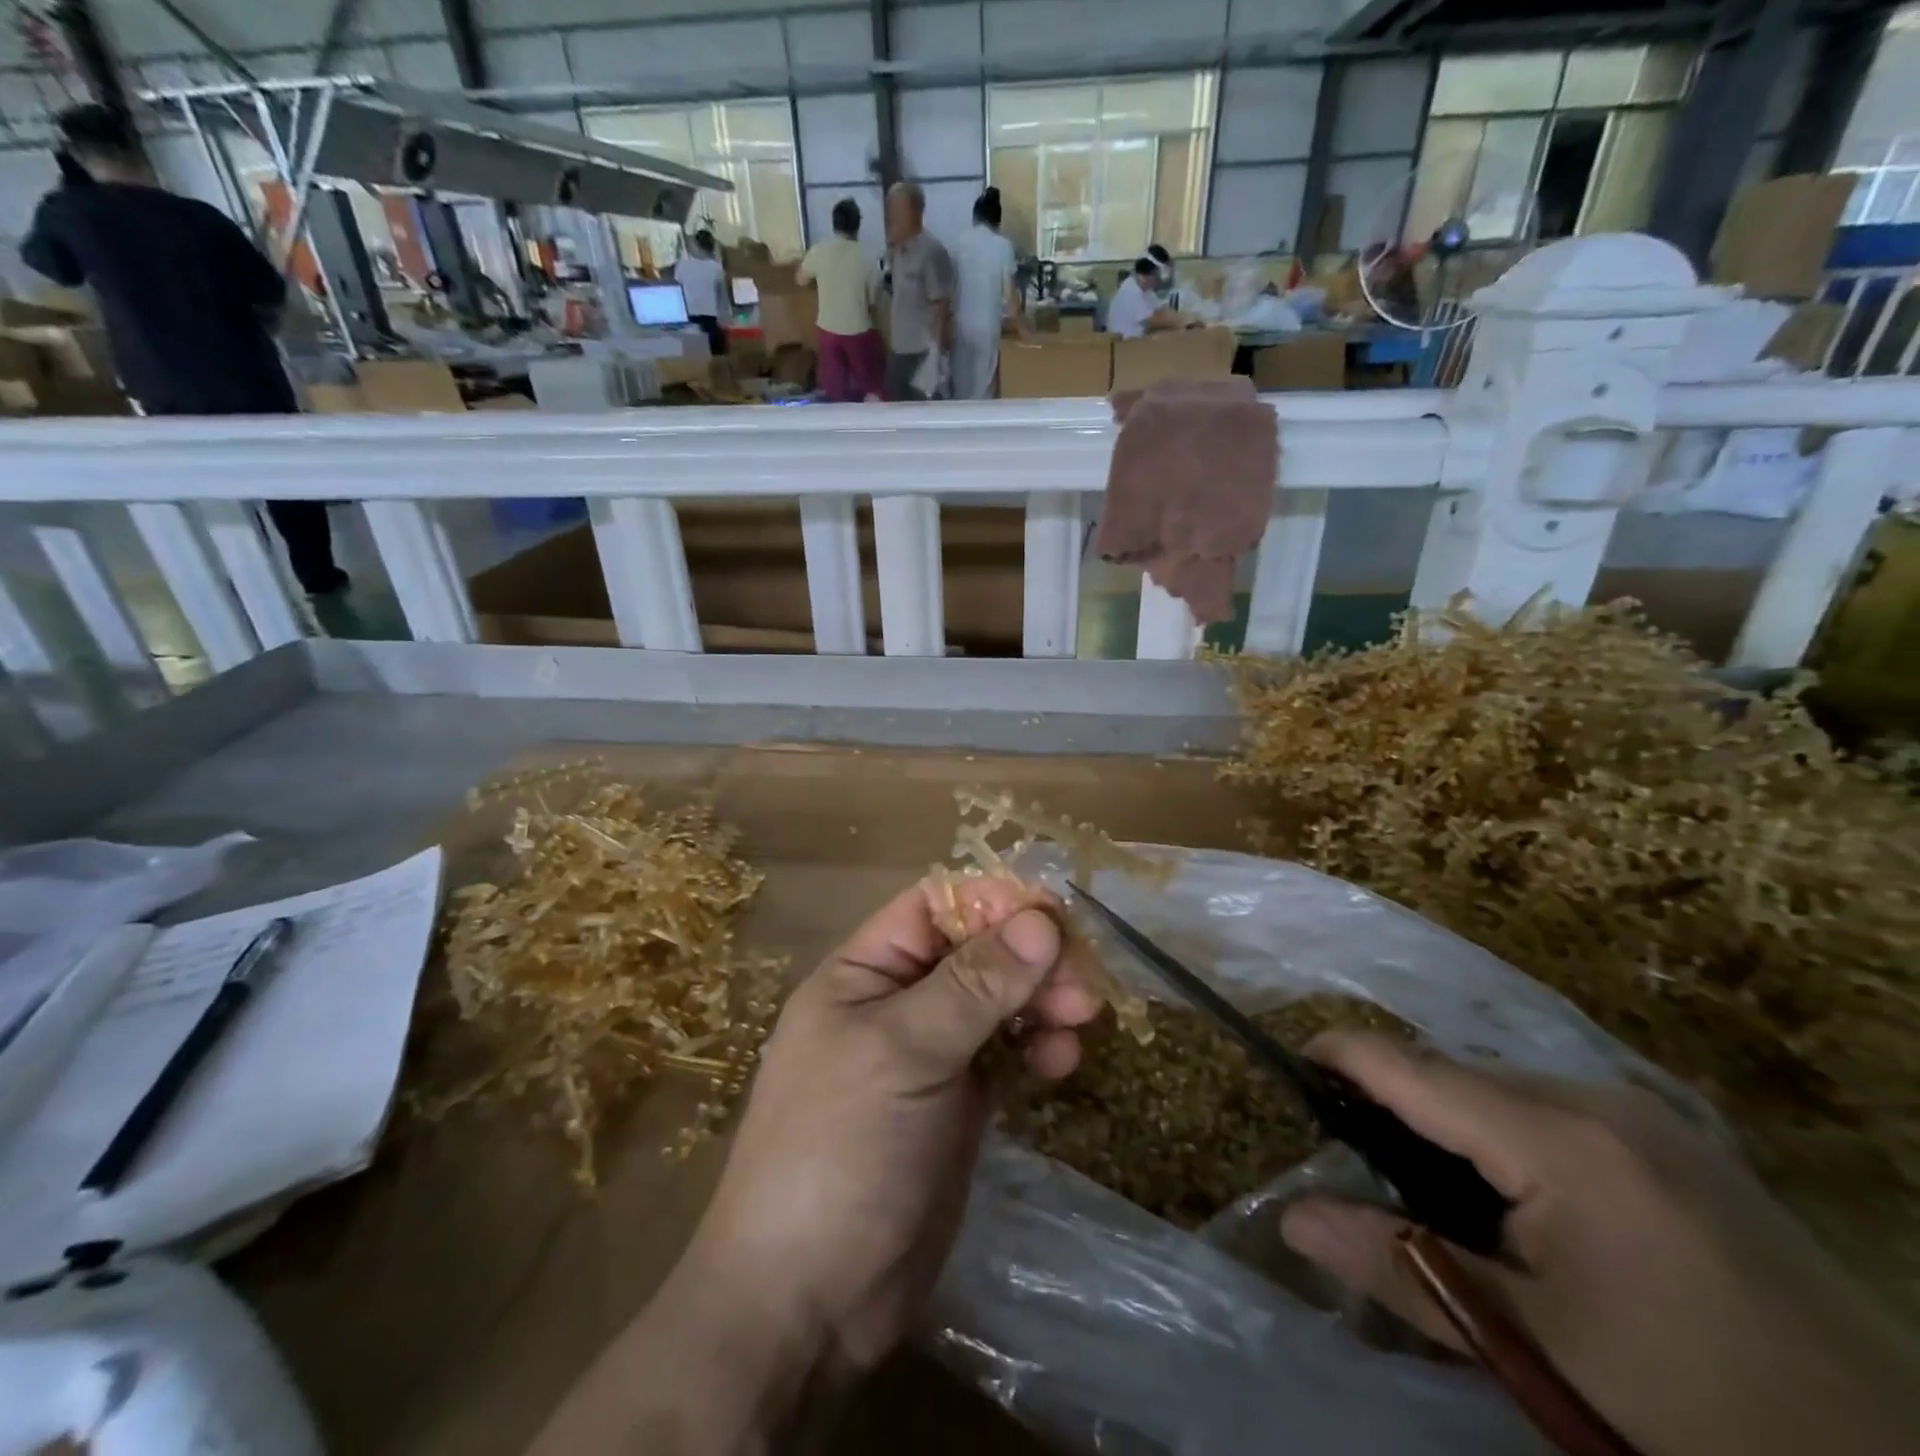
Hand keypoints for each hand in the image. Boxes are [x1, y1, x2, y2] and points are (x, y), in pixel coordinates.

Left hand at [529, 879, 1096, 1454]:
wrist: (809, 1301)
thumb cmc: (841, 1149)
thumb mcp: (905, 1052)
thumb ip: (975, 985)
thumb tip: (1042, 921)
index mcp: (864, 971)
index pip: (935, 906)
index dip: (993, 902)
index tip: (1052, 921)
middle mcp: (897, 1001)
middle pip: (976, 951)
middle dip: (1030, 958)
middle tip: (1082, 985)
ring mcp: (929, 1053)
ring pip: (997, 1000)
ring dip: (1041, 1000)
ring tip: (1081, 1020)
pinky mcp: (957, 1102)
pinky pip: (1005, 1052)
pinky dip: (1036, 1047)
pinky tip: (1061, 1063)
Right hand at [1282, 1035, 1919, 1455]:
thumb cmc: (1695, 1409)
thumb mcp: (1534, 1346)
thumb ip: (1400, 1268)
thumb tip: (1291, 1218)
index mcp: (1559, 1138)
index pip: (1409, 1065)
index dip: (1339, 1055)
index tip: (1289, 1069)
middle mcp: (1599, 1097)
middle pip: (1455, 1073)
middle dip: (1397, 1102)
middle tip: (1365, 1165)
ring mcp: (1649, 1113)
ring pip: (1504, 1087)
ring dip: (1455, 1121)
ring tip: (1439, 1190)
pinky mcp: (1680, 1138)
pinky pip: (1556, 1107)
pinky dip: (1510, 1133)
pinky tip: (1524, 1201)